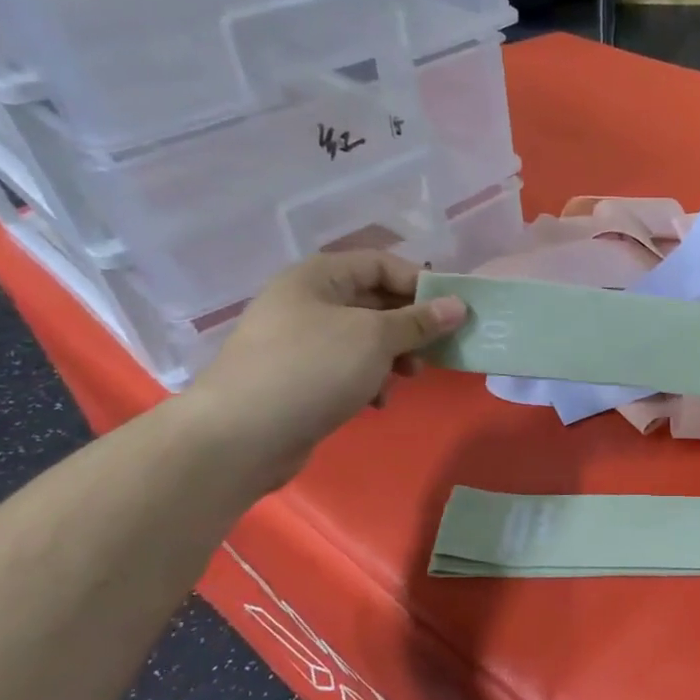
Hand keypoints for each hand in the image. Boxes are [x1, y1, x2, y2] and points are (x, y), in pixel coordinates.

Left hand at [182, 251, 465, 487]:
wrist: (241, 436)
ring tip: (409, 377)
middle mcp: (307, 301)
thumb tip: (458, 305)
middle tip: (438, 348)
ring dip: (394, 355)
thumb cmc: (313, 369)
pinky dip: (369, 379)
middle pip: (374, 301)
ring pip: (364, 337)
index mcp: (318, 277)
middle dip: (410, 324)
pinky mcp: (300, 378)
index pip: (380, 263)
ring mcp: (300, 341)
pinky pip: (347, 367)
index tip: (453, 310)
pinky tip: (377, 401)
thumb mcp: (375, 338)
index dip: (419, 282)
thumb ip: (419, 320)